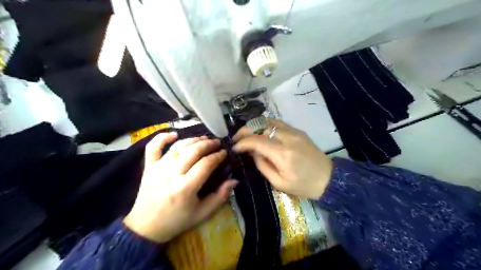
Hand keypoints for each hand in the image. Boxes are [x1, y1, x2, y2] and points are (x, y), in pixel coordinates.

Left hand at [124, 134, 236, 243]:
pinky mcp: (148, 167)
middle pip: (193, 151)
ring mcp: (158, 169)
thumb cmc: (177, 221)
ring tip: (204, 139)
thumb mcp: (202, 213)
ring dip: (193, 139)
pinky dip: (162, 137)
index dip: (218, 156)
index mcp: (186, 188)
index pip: (206, 164)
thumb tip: (234, 180)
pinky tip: (174, 134)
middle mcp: (172, 174)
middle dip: (208, 144)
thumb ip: (220, 196)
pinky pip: (153, 147)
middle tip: (217, 143)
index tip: (225, 153)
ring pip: (178, 147)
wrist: (146, 227)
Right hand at [235, 119, 333, 198]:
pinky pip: (278, 123)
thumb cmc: (303, 186)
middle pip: (260, 126)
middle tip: (237, 139)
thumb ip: (262, 165)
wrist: (328, 179)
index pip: (256, 141)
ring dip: (254, 126)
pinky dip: (266, 125)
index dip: (242, 142)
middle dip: (245, 131)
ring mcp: (294, 132)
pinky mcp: (298, 131)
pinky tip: (261, 132)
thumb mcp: (279, 183)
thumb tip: (252, 152)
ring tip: (247, 134)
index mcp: (282, 154)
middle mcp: (287, 138)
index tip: (234, 148)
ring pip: (268, 121)